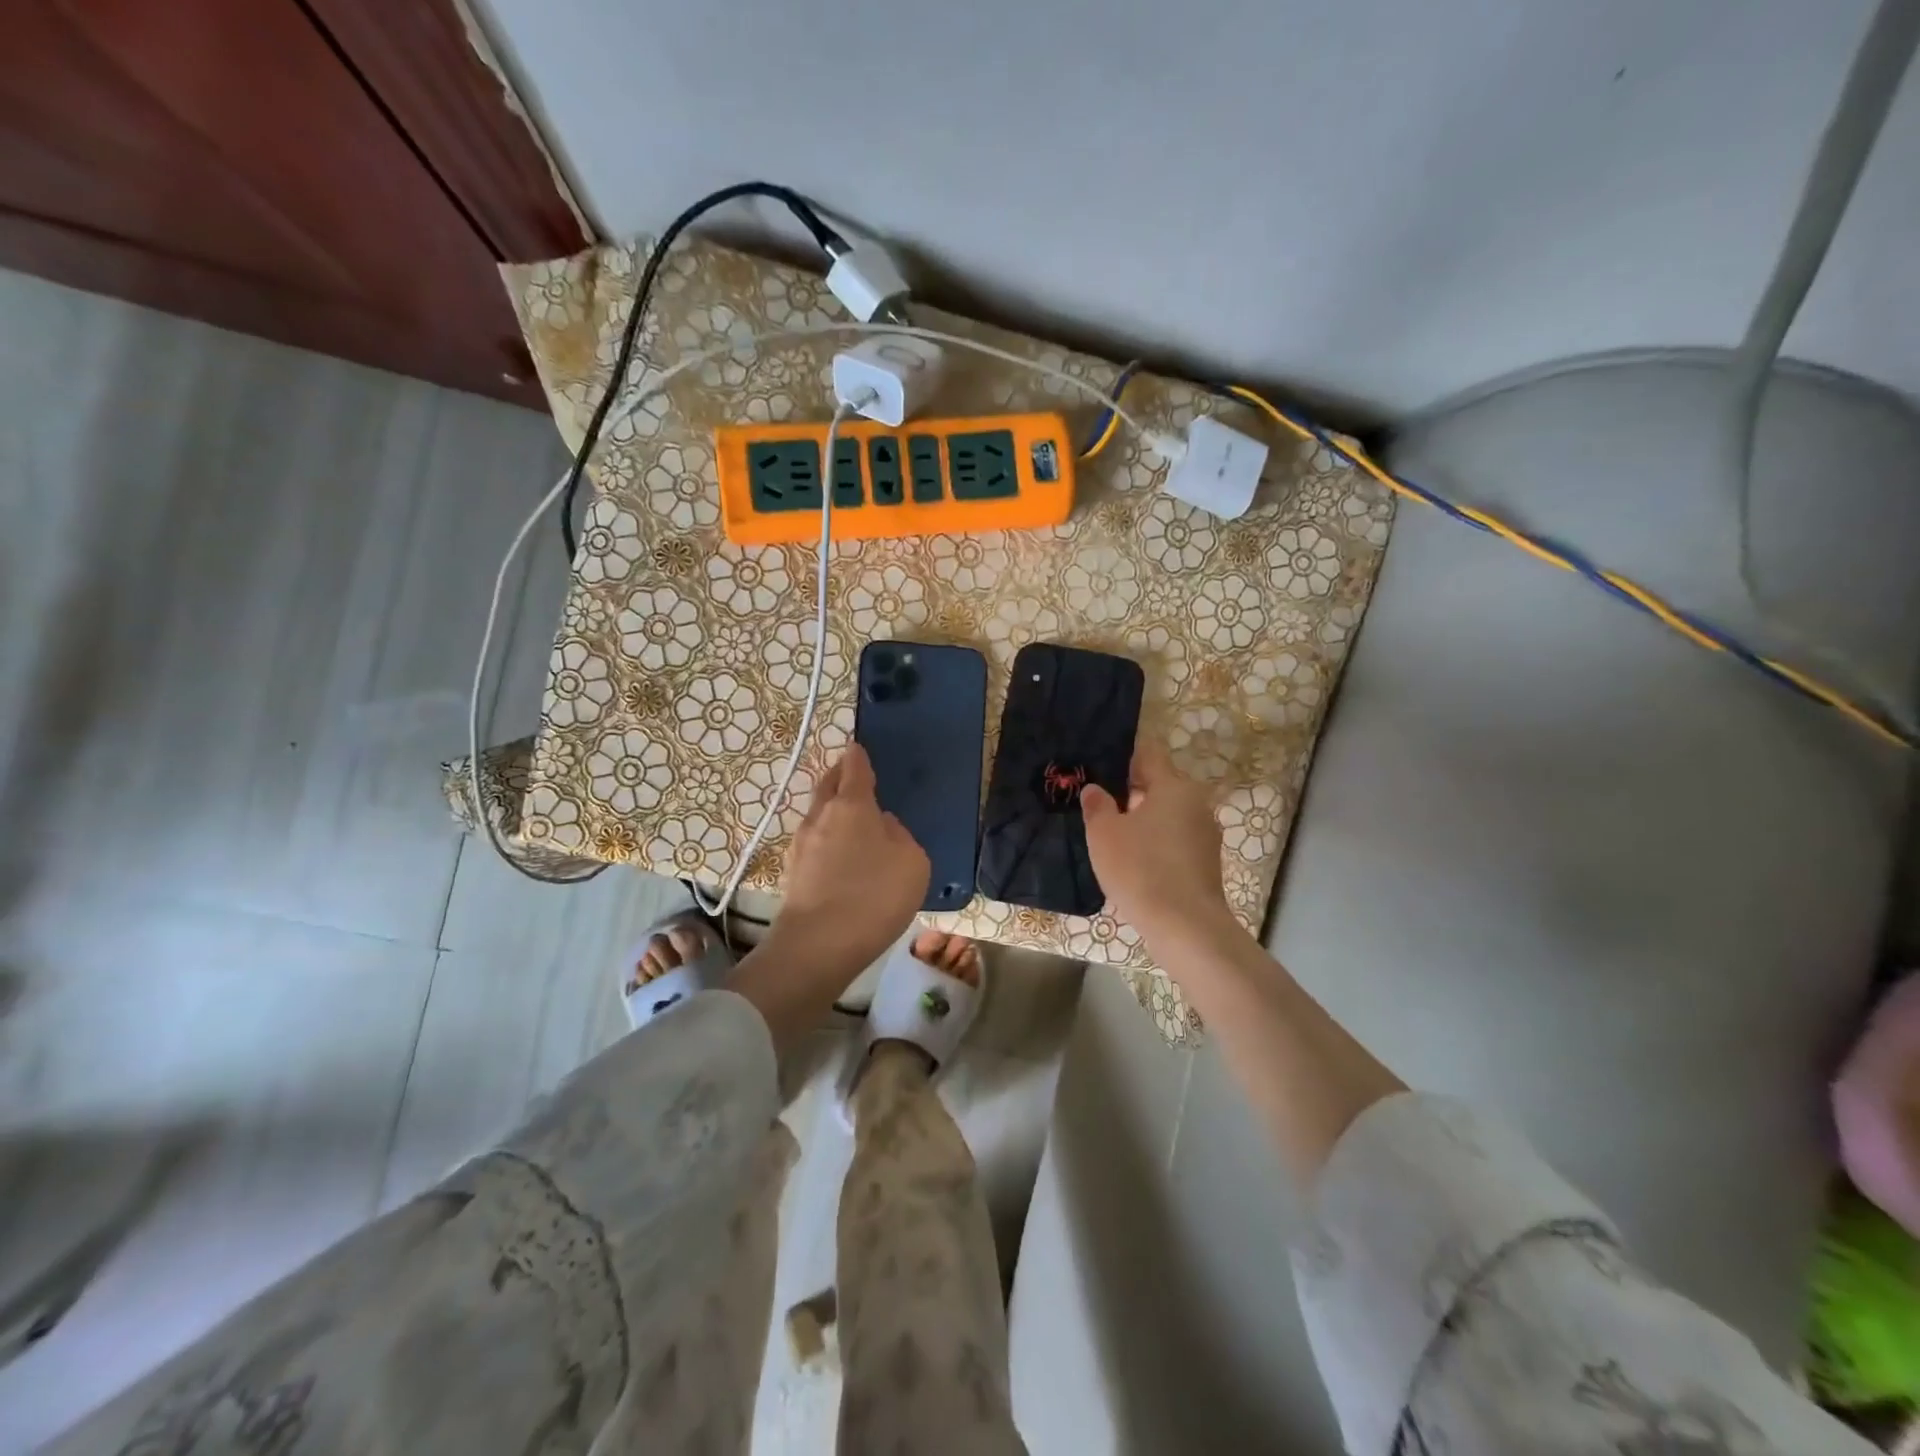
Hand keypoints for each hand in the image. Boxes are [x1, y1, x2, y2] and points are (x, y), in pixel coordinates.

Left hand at [773, 744, 929, 975]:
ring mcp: (801, 845)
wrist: (819, 946)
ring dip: (831, 811)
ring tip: (850, 821)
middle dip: (839, 777)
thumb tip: (882, 827)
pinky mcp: (792, 873)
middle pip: (827, 786)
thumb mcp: (912, 862)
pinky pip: (814, 844)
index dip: (858, 757)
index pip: (854, 768)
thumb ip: (900, 836)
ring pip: (818, 816)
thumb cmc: (875, 895)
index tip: (858, 749)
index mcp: (852, 805)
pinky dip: (826, 841)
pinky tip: (839, 858)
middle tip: (851, 775)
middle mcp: (820, 817)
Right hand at [1082, 741, 1233, 943]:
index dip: (1123, 754)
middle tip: (1098, 801)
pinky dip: (1155, 842)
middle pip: (1159, 784)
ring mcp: (1205, 834)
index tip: (1100, 762)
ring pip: (1167, 814)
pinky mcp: (1206, 862)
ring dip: (1143, 818)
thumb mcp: (1104, 834)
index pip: (1149, 753)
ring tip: (1111, 833)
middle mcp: (1196, 803)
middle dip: (1130, 790)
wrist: (1185, 927)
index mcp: (1174, 786)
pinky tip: (1133, 860)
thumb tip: (1095, 789)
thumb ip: (1097, 805)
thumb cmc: (1141, 869)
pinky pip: (1174, 839)